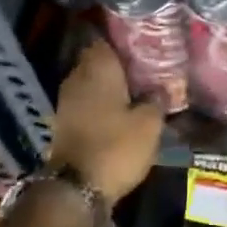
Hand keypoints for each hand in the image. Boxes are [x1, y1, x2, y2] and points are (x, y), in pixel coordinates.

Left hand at [47, 40, 164, 203]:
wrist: (76, 188)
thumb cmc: (116, 147)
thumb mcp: (149, 124)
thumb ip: (157, 99)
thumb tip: (162, 88)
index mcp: (98, 68)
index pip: (106, 39)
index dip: (125, 40)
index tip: (144, 43)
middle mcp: (77, 77)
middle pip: (98, 60)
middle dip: (119, 63)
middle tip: (146, 67)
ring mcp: (67, 100)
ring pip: (92, 82)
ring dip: (110, 85)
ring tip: (137, 89)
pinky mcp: (64, 122)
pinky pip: (86, 102)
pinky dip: (101, 104)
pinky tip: (121, 111)